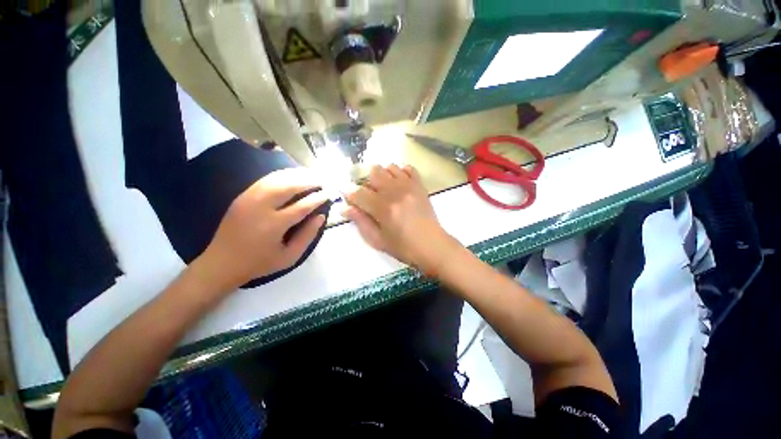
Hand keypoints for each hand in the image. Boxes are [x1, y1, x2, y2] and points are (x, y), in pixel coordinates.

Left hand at [194, 168, 328, 292]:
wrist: (220, 263)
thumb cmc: (259, 263)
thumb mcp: (289, 257)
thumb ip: (307, 236)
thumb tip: (321, 216)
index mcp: (274, 225)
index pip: (302, 206)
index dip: (318, 198)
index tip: (328, 193)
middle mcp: (260, 208)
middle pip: (289, 186)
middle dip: (308, 181)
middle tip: (322, 180)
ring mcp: (248, 199)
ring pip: (276, 179)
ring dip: (296, 175)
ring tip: (310, 174)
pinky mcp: (242, 196)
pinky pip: (264, 180)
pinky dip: (281, 175)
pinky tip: (291, 175)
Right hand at [344, 164, 459, 275]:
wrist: (432, 246)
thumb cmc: (404, 247)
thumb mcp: (378, 241)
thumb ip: (361, 222)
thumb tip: (345, 208)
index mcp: (384, 209)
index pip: (359, 193)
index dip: (349, 193)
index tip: (347, 196)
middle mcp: (396, 193)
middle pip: (374, 173)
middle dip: (366, 182)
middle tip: (368, 195)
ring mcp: (410, 187)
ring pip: (389, 167)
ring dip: (382, 176)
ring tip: (383, 189)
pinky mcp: (420, 186)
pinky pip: (408, 168)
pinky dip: (400, 172)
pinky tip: (398, 183)